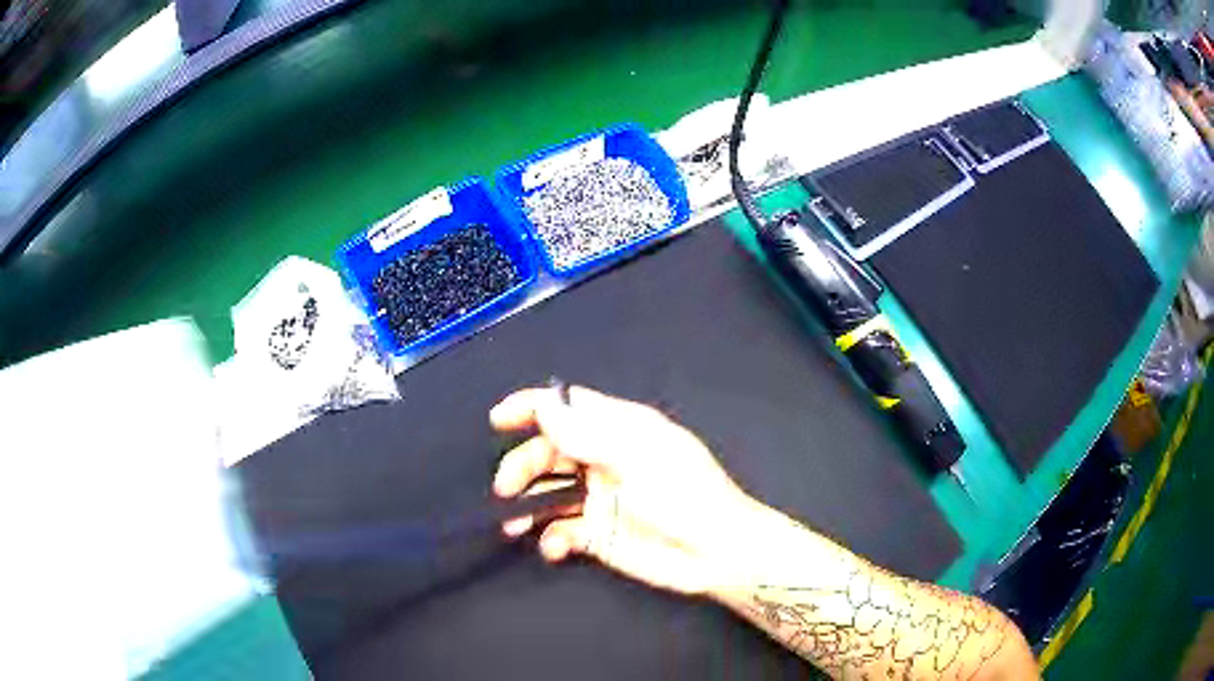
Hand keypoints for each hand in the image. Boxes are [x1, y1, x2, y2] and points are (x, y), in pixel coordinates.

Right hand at [490, 385, 759, 594]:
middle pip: (550, 452)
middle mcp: (605, 459)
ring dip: (527, 506)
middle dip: (524, 465)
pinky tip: (555, 548)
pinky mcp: (599, 533)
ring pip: (550, 493)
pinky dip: (552, 539)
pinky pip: (563, 530)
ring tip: (513, 525)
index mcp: (620, 429)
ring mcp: (601, 498)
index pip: (569, 407)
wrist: (715, 554)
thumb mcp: (636, 459)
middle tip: (504, 487)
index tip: (498, 420)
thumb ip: (586, 435)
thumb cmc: (683, 496)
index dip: (533, 408)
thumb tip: (544, 405)